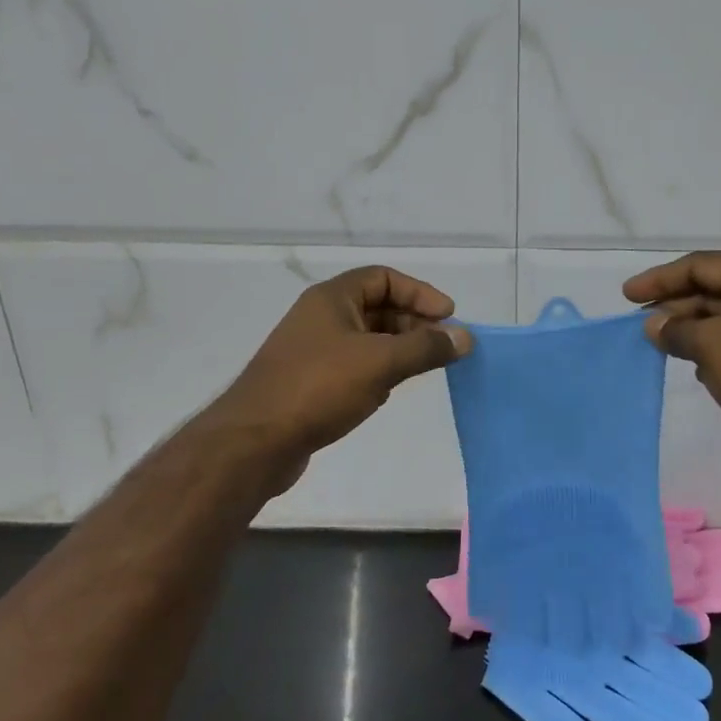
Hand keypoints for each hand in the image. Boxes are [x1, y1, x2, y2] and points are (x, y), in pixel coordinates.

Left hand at [214, 266, 472, 476]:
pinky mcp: (310, 382)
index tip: (449, 317)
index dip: (420, 293)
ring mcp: (313, 351)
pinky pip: (354, 365)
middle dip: (414, 322)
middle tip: (443, 346)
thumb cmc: (319, 388)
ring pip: (367, 338)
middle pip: (377, 306)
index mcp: (331, 298)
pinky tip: (389, 390)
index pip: (384, 278)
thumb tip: (466, 337)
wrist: (254, 442)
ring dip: (398, 348)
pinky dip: (378, 370)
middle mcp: (320, 317)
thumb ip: (426, 347)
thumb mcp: (381, 362)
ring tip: (424, 368)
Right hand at [623, 252, 720, 455]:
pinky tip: (696, 368)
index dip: (659, 278)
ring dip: (692, 329)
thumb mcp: (712, 345)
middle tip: (640, 324)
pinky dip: (713, 350)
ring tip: (660, 345)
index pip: (700, 265)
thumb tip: (653, 325)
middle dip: (674, 305)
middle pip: (713, 289)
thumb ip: (676, 330)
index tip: (627, 296)